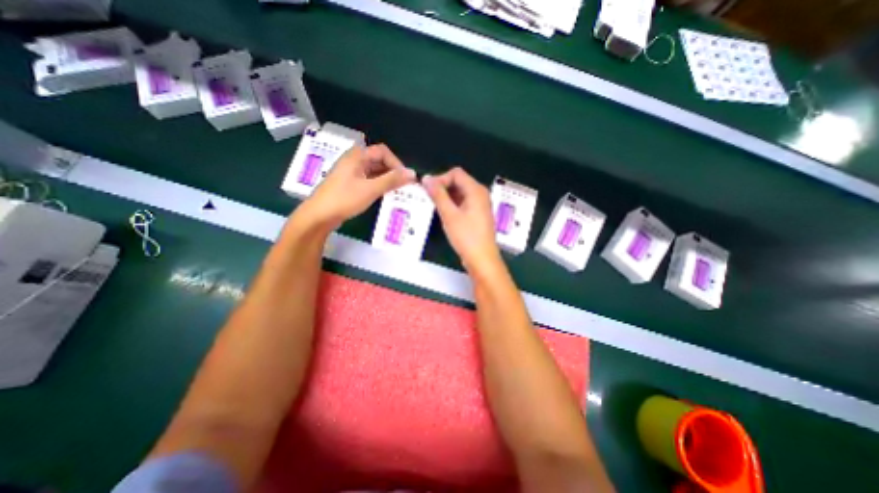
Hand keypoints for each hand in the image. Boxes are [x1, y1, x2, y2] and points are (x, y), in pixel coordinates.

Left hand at [299, 143, 415, 228]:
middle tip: (403, 186)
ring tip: (397, 192)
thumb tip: (412, 173)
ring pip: (374, 171)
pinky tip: (385, 195)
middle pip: (379, 160)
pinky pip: (368, 180)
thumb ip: (392, 180)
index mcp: (357, 156)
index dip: (396, 163)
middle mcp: (354, 161)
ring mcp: (351, 173)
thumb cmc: (344, 199)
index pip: (382, 152)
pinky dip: (378, 185)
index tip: (404, 178)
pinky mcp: (350, 184)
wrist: (319, 215)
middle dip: (392, 172)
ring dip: (386, 180)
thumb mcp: (371, 189)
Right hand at [425, 168, 504, 274]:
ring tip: (435, 208)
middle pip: (459, 182)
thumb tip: (426, 178)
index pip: (456, 173)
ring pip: (460, 193)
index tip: (428, 191)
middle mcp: (480, 194)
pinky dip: (453, 205)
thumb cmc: (466, 237)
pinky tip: (445, 215)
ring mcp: (480, 205)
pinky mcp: (478, 215)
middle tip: (430, 200)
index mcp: (476, 190)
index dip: (440, 179)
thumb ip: (438, 195)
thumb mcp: (449, 215)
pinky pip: (464, 203)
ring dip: (447, 197)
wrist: (482, 259)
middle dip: (443, 188)